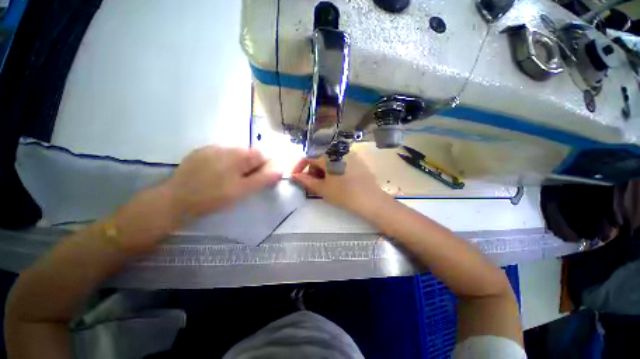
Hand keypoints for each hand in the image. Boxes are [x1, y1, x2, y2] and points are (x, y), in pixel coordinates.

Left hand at [165, 146, 281, 217]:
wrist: (174, 200)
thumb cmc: (213, 196)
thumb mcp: (243, 190)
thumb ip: (263, 178)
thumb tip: (280, 169)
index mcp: (239, 154)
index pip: (261, 156)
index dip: (263, 168)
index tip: (257, 182)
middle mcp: (226, 146)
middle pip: (248, 154)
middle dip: (249, 167)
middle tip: (241, 184)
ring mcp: (210, 148)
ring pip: (234, 155)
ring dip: (236, 166)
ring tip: (227, 181)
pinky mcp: (199, 153)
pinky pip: (219, 156)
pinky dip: (223, 164)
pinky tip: (214, 176)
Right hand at [291, 153, 388, 213]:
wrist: (370, 199)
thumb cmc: (343, 194)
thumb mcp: (322, 188)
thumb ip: (306, 180)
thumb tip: (294, 176)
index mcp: (328, 156)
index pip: (308, 157)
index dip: (300, 167)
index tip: (297, 177)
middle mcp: (338, 151)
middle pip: (319, 158)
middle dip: (312, 170)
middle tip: (313, 183)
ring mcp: (349, 154)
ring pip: (330, 160)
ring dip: (323, 170)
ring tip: (325, 183)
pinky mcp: (357, 160)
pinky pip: (340, 161)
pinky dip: (334, 168)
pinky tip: (337, 180)